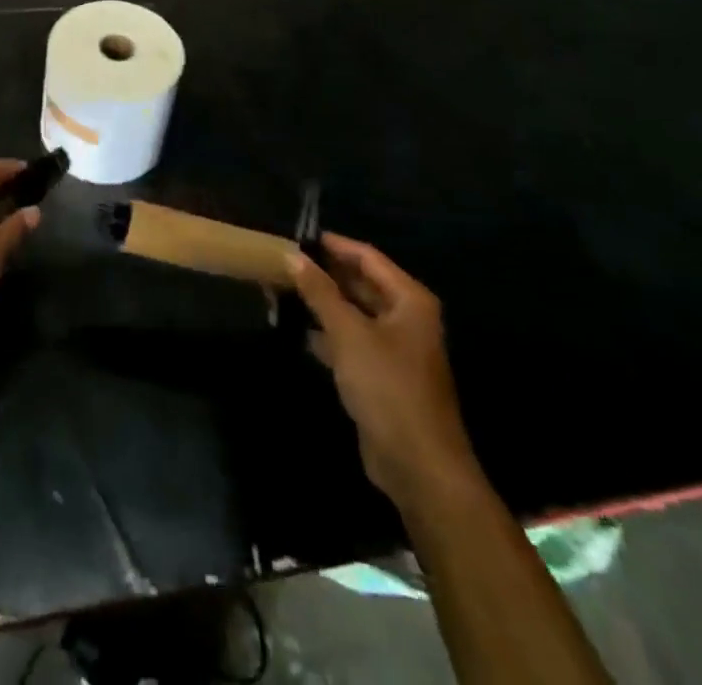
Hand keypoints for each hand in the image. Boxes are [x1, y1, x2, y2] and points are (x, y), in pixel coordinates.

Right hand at [290, 234, 478, 511]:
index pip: (367, 257)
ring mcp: (394, 348)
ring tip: (283, 290)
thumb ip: (320, 292)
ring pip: (353, 313)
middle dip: (324, 274)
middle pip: (361, 283)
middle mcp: (405, 318)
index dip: (334, 245)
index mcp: (408, 300)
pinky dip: (327, 333)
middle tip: (284, 262)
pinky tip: (297, 330)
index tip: (298, 236)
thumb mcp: (348, 333)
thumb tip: (293, 256)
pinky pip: (351, 341)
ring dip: (322, 303)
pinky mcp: (381, 375)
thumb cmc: (388, 386)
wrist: (418, 465)